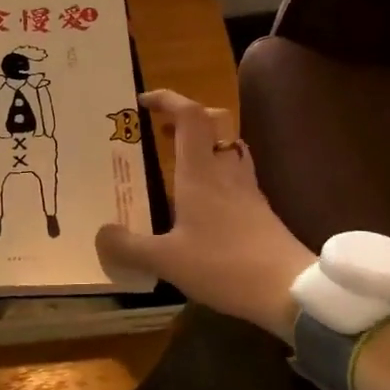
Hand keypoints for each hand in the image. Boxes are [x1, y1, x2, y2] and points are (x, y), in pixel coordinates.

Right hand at [95, 89, 314, 343]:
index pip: (190, 115)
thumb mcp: (166, 260)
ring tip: (180, 163)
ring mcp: (247, 189)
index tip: (144, 102)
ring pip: (229, 148)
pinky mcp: (260, 210)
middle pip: (215, 123)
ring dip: (205, 144)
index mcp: (200, 172)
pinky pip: (237, 175)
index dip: (168, 99)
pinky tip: (203, 202)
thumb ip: (129, 247)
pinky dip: (218, 174)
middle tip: (163, 131)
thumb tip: (101, 234)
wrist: (289, 290)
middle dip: (187, 118)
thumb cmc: (224, 264)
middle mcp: (225, 171)